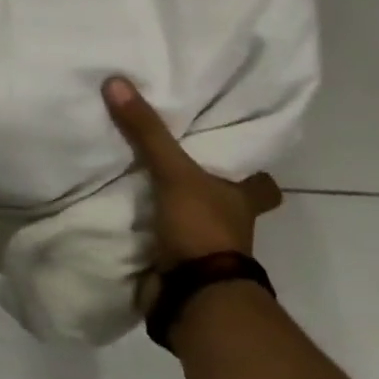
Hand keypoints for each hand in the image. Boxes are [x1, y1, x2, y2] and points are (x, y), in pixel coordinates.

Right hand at [102, 76, 281, 311]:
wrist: (194, 296)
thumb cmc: (202, 228)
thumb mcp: (174, 172)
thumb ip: (147, 131)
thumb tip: (116, 81)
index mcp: (241, 201)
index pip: (262, 185)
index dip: (255, 173)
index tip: (237, 155)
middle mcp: (230, 225)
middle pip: (225, 202)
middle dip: (206, 189)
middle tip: (176, 163)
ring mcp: (204, 249)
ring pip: (192, 221)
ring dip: (172, 209)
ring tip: (135, 180)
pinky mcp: (176, 266)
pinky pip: (159, 240)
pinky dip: (145, 232)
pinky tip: (120, 213)